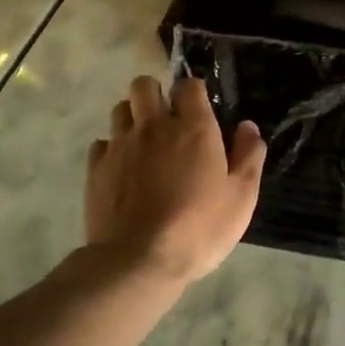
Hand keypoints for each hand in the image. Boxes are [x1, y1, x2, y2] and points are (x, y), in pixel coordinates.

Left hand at [87, 76, 266, 284]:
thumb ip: (248, 156)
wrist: (138, 260)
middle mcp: (153, 126)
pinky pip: (102, 143)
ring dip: (133, 117)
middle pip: (144, 85)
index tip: (201, 110)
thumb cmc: (199, 228)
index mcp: (193, 128)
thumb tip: (247, 127)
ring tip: (145, 142)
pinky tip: (124, 169)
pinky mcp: (96, 168)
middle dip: (155, 93)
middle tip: (167, 120)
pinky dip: (113, 148)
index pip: (189, 86)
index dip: (194, 92)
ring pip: (120, 109)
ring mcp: (121, 145)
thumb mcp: (241, 197)